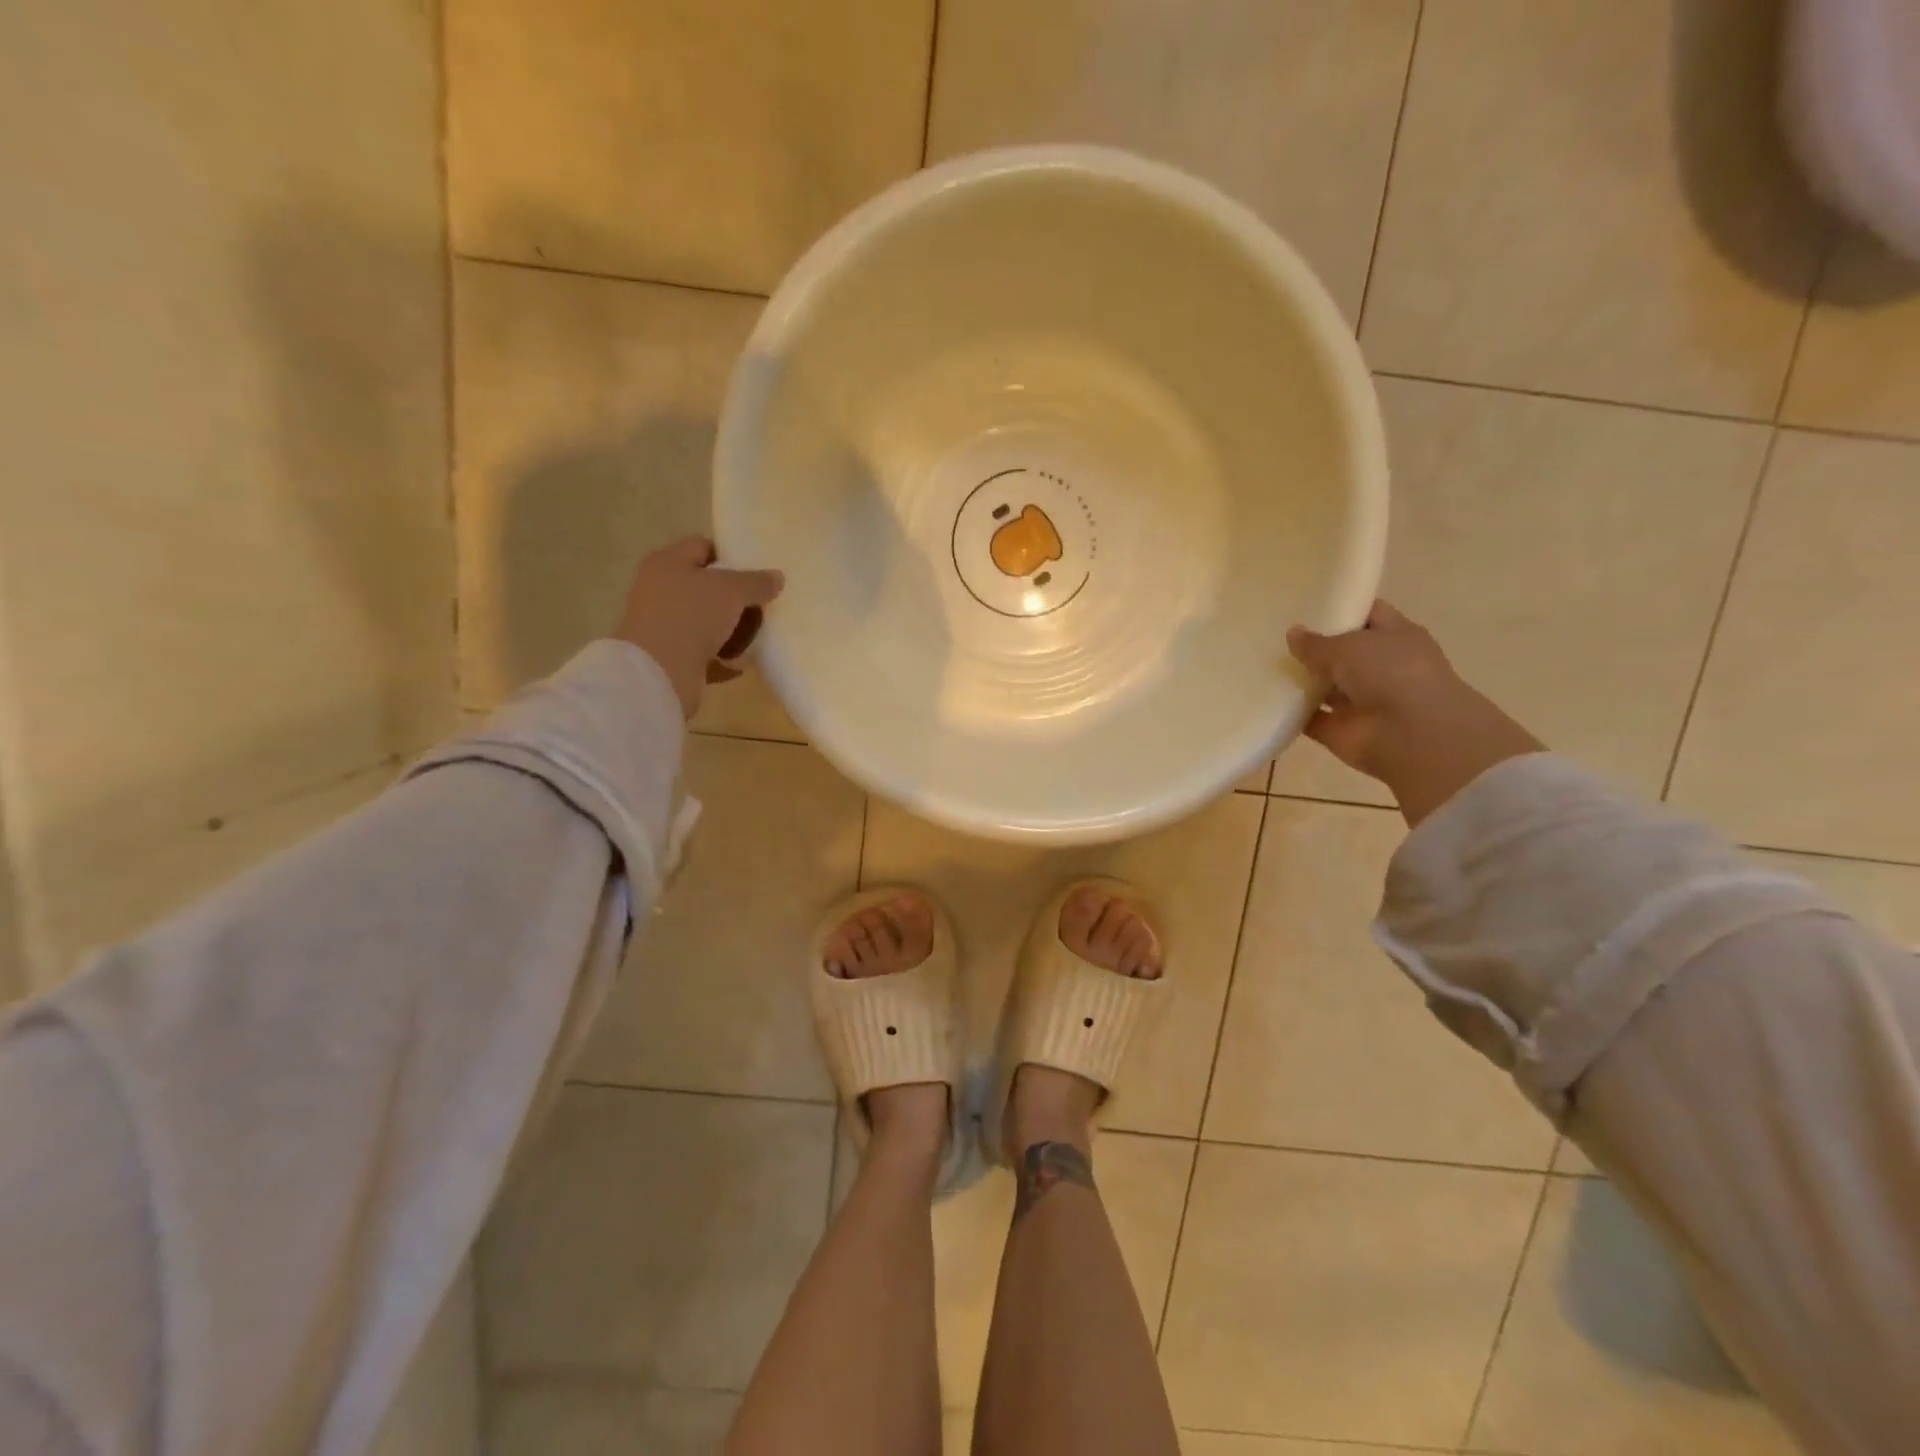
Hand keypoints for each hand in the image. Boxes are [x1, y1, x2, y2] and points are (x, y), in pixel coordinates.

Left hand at [616, 537, 784, 719]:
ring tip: (756, 634)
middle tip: (761, 603)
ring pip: (702, 620)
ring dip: (728, 628)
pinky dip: (720, 657)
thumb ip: (756, 582)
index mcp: (668, 563)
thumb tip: (777, 577)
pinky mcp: (667, 656)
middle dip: (733, 596)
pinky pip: (701, 652)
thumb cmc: (692, 616)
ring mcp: (661, 624)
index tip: (757, 570)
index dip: (730, 555)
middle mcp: (658, 589)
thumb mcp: (732, 591)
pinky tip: (741, 664)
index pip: (702, 547)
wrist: (659, 672)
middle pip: (703, 586)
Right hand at [1287, 600, 1543, 826]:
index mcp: (1395, 637)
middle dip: (1313, 646)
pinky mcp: (1340, 729)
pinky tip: (1264, 698)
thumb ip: (1316, 642)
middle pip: (1342, 652)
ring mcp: (1360, 701)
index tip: (1307, 603)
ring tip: (1263, 664)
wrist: (1411, 736)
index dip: (1341, 607)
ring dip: (1301, 680)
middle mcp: (1380, 667)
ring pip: (1325, 687)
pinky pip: (1310, 718)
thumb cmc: (1390, 674)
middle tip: (1274, 634)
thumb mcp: (1348, 646)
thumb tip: (1292, 634)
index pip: (1368, 614)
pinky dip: (1291, 713)